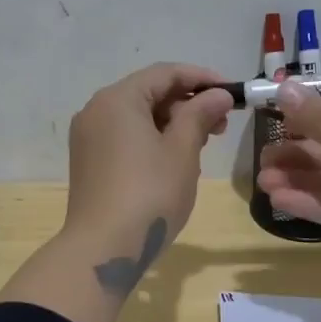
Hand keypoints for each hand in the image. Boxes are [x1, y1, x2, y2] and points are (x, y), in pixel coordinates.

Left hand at [63, 63, 234, 272]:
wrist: (103, 248)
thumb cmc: (149, 194)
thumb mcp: (182, 151)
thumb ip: (200, 115)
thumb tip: (218, 94)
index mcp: (117, 99)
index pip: (165, 73)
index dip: (202, 78)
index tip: (232, 92)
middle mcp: (96, 110)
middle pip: (149, 93)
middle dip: (188, 104)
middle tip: (222, 125)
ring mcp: (88, 137)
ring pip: (138, 117)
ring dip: (172, 124)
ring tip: (202, 146)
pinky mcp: (88, 162)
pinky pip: (125, 137)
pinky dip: (152, 140)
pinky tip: (175, 161)